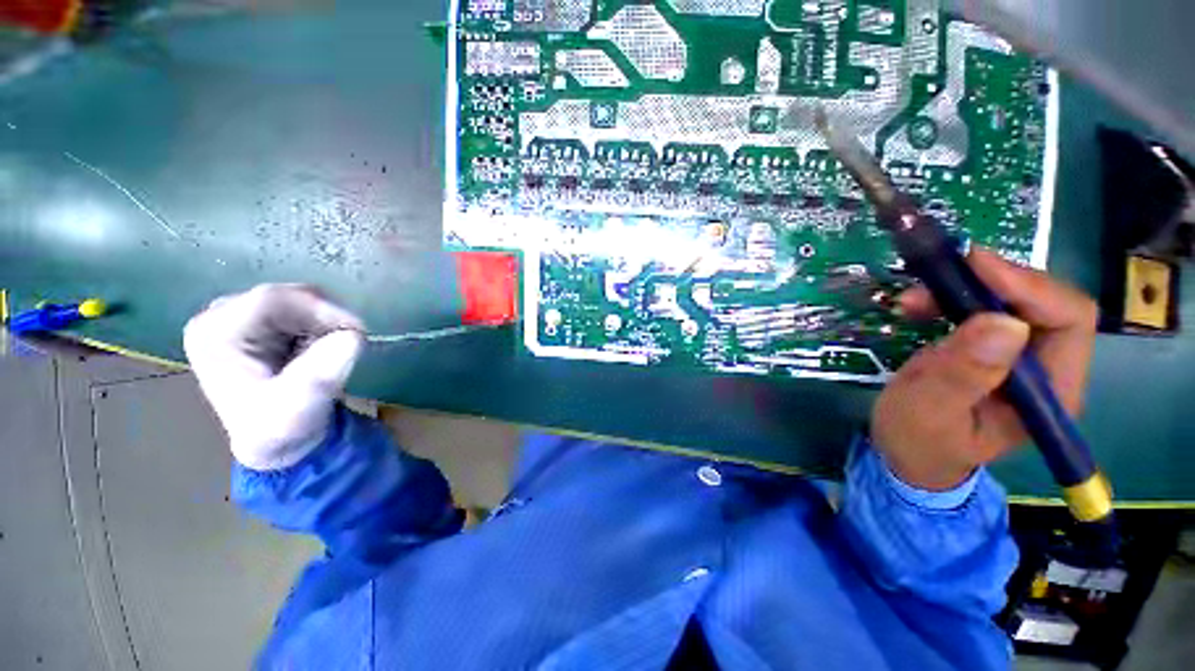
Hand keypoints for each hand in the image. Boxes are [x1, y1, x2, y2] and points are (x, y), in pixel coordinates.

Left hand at [184, 284, 364, 469]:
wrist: (278, 441)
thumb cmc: (280, 428)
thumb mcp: (298, 408)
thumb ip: (320, 374)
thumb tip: (352, 336)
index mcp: (215, 333)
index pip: (272, 299)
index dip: (321, 309)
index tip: (356, 331)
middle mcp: (221, 315)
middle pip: (288, 295)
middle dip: (326, 318)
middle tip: (350, 342)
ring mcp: (241, 315)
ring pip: (301, 299)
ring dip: (327, 323)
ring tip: (332, 351)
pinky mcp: (263, 321)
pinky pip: (305, 308)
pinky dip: (325, 325)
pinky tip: (322, 348)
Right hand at [872, 249, 1097, 490]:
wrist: (908, 453)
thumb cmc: (917, 441)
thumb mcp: (929, 412)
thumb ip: (963, 375)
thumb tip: (1004, 323)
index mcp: (1051, 394)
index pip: (1069, 321)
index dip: (1028, 287)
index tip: (973, 267)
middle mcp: (1050, 369)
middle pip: (1044, 302)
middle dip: (991, 283)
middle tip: (937, 277)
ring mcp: (1024, 359)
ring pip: (1013, 300)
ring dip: (965, 289)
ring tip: (914, 299)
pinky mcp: (996, 350)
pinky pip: (986, 308)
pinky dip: (953, 298)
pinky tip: (920, 306)